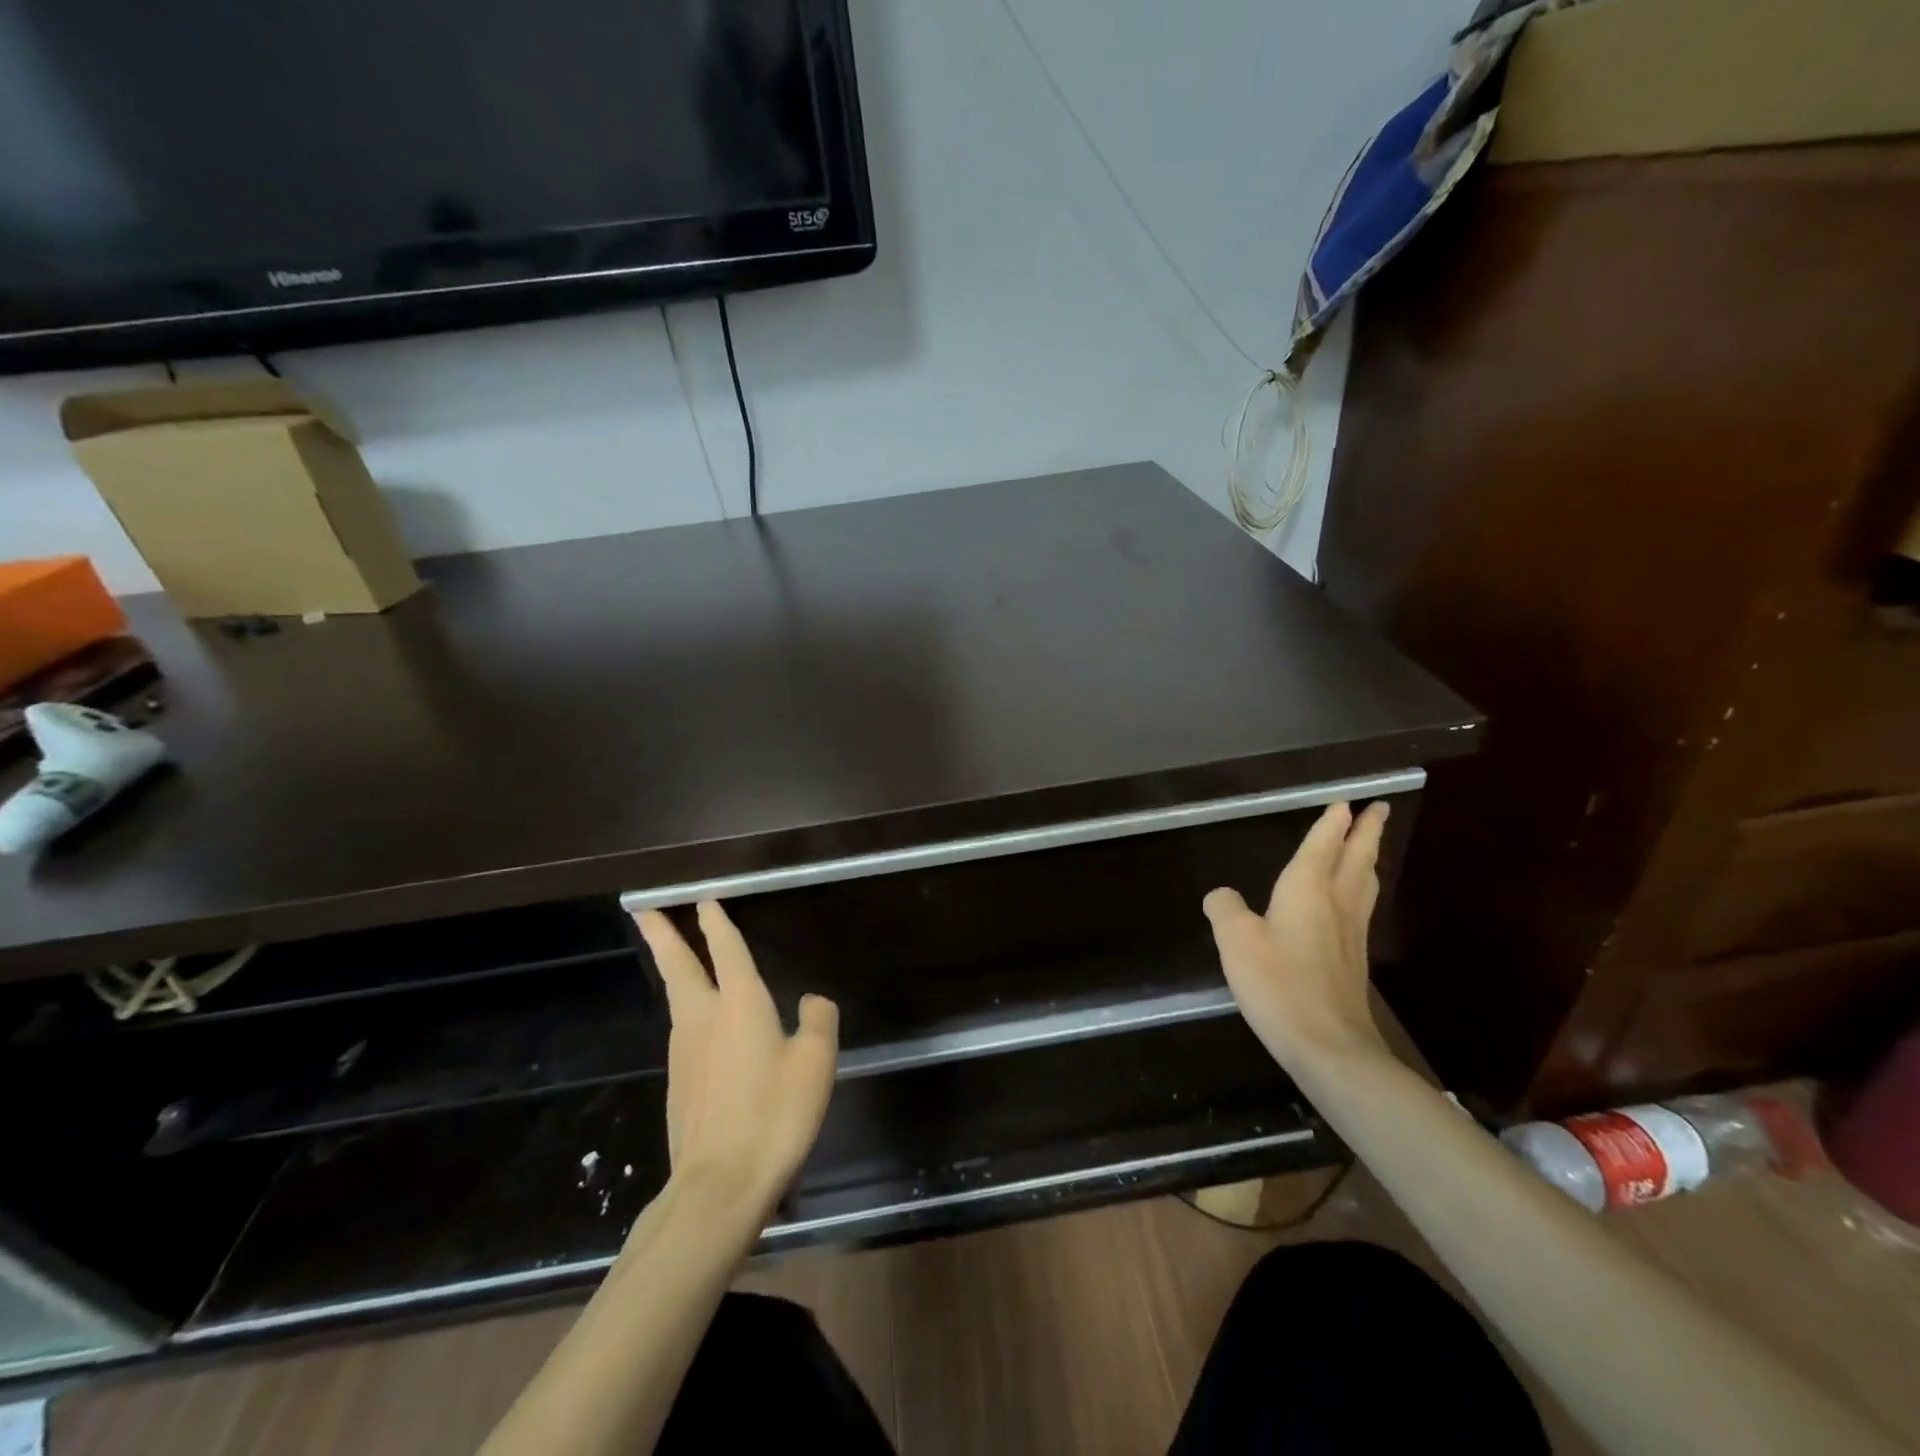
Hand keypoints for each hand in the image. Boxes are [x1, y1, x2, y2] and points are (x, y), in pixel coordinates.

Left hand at [634, 902, 837, 1220]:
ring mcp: (683, 1053)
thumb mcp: (816, 1063)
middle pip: (678, 966)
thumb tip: (810, 1001)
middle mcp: (704, 1018)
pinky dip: (688, 1012)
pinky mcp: (678, 1085)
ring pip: (677, 998)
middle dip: (662, 933)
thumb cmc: (773, 1115)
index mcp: (740, 1004)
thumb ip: (818, 1021)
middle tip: (643, 909)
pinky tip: (703, 1027)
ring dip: (673, 970)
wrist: (718, 1187)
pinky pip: (684, 1033)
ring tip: (676, 958)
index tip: (703, 900)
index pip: (726, 950)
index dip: (716, 923)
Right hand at [1203, 801, 1393, 1073]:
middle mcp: (1336, 904)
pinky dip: (1361, 889)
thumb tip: (1222, 895)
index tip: (1346, 802)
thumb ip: (1225, 909)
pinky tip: (1353, 901)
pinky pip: (1361, 908)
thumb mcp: (1235, 940)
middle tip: (1379, 808)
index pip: (1322, 845)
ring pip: (1364, 883)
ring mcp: (1350, 934)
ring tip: (1370, 847)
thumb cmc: (1278, 983)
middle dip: (1366, 832)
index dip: (1332, 823)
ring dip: (1367, 859)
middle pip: (1356, 858)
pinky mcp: (1354, 961)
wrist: (1329, 1045)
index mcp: (1308, 889)